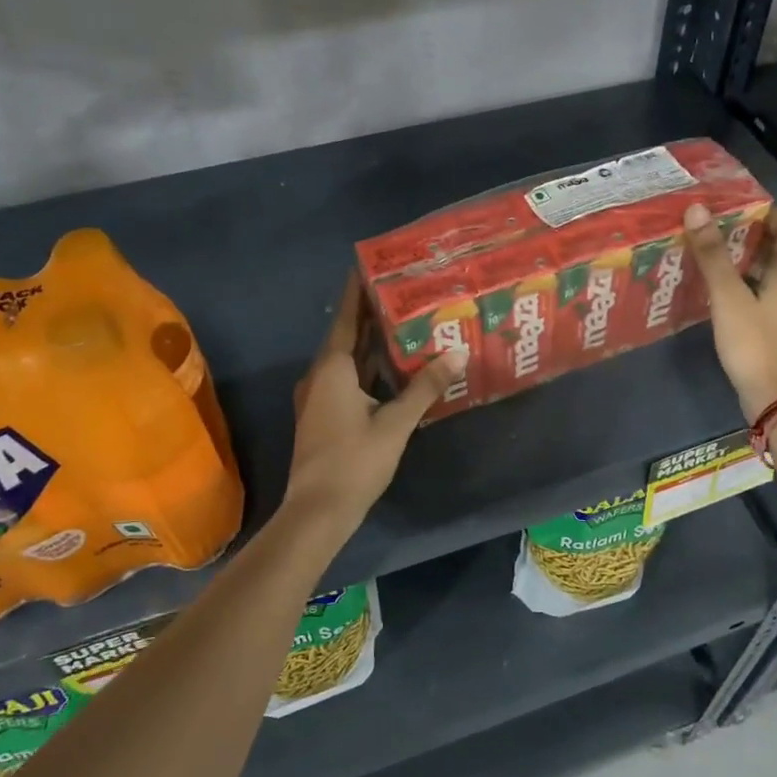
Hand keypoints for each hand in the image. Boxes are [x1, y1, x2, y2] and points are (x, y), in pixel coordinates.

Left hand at [282, 275, 466, 528]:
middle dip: (371, 315)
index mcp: (333, 369)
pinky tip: (392, 367)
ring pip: (348, 361)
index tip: (368, 265)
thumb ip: (425, 387)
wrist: (318, 511)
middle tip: (400, 290)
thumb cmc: (354, 461)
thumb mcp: (396, 423)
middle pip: (348, 337)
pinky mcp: (325, 416)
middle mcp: (321, 376)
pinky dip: (368, 368)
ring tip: (403, 321)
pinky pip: (348, 380)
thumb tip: (457, 353)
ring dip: (371, 343)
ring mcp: (320, 398)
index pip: (347, 319)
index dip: (357, 292)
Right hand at [683, 203, 776, 419]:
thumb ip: (713, 255)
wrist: (776, 398)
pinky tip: (723, 291)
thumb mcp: (729, 296)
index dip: (770, 213)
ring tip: (716, 253)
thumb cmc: (755, 343)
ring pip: (773, 275)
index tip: (741, 204)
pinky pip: (766, 295)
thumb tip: (698, 210)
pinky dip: (748, 285)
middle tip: (719, 226)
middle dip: (755, 235)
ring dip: (749, 261)